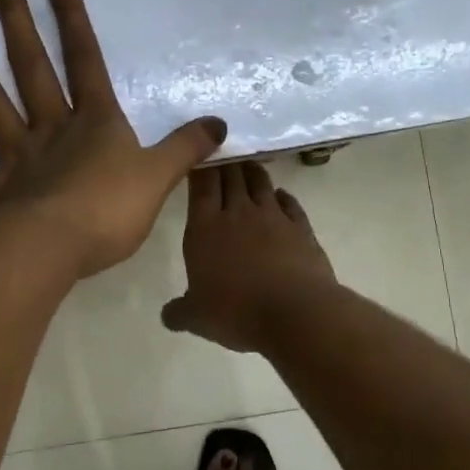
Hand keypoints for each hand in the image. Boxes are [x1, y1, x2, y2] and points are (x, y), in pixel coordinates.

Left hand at [0, 0, 226, 278]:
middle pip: (30, 65)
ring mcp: (14, 156)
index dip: (74, 20)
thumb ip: (186, 148)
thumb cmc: (109, 212)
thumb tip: (219, 123)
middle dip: (15, 18)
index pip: (85, 61)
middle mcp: (49, 129)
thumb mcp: (159, 178)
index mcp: (94, 123)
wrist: (55, 251)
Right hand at [161, 162, 337, 352]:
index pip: (201, 184)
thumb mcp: (197, 318)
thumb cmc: (236, 311)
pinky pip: (289, 203)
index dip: (199, 165)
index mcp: (205, 227)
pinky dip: (282, 195)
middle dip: (225, 161)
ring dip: (252, 170)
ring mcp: (273, 217)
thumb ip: (179, 312)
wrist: (295, 313)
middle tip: (222, 151)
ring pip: (260, 182)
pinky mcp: (301, 228)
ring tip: (247, 164)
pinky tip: (280, 195)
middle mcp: (238, 213)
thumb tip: (168, 315)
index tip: (198, 153)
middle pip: (231, 175)